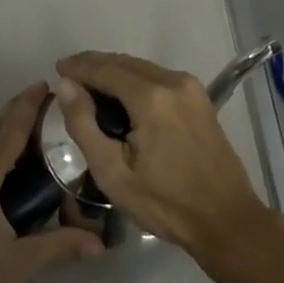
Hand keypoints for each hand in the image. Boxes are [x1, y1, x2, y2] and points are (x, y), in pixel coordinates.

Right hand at [54, 52, 268, 253]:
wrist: (226, 220)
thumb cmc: (165, 203)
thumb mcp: (112, 172)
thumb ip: (84, 124)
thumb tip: (65, 86)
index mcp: (152, 97)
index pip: (105, 69)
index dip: (79, 67)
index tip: (57, 68)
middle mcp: (173, 81)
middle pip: (125, 63)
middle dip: (95, 65)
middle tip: (69, 75)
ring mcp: (191, 88)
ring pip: (143, 68)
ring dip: (115, 71)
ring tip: (90, 85)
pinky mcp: (200, 99)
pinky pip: (159, 78)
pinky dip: (135, 80)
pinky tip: (122, 96)